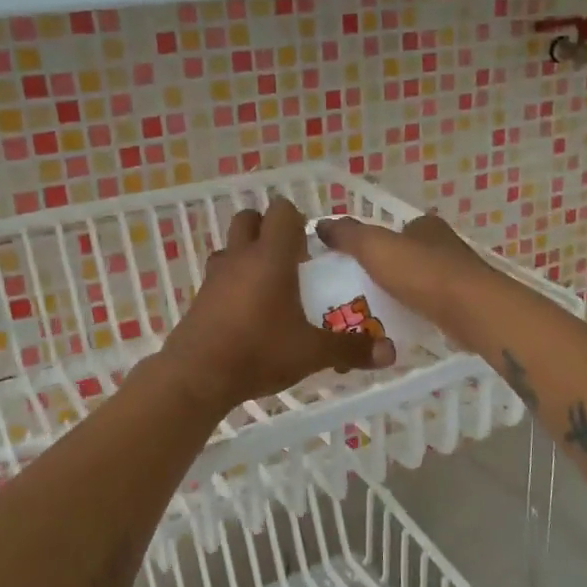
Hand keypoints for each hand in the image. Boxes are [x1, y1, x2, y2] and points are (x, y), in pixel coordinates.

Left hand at [159, 196, 395, 414]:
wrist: (196, 376)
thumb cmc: (258, 352)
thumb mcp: (312, 353)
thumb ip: (350, 349)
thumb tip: (390, 352)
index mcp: (270, 257)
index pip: (282, 211)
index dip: (298, 220)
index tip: (312, 247)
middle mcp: (240, 257)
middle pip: (249, 218)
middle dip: (269, 230)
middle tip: (291, 260)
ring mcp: (215, 276)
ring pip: (231, 247)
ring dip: (249, 255)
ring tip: (270, 286)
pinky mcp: (201, 297)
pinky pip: (220, 275)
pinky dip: (234, 282)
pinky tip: (248, 313)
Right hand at [313, 211, 493, 333]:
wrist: (472, 310)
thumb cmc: (422, 273)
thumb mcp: (375, 247)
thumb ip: (348, 235)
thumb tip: (321, 224)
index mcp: (425, 227)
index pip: (395, 230)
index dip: (374, 243)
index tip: (353, 264)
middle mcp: (444, 246)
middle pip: (407, 257)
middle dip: (385, 272)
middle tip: (357, 293)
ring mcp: (457, 276)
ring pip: (420, 283)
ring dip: (400, 295)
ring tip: (372, 315)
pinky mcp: (464, 305)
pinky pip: (430, 307)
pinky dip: (415, 314)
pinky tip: (399, 328)